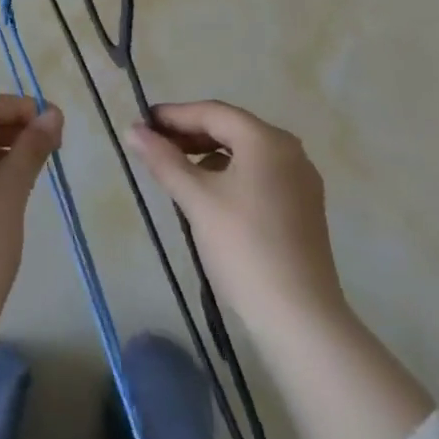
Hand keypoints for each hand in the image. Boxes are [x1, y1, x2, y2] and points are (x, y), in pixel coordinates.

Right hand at [131, 103, 434, 438]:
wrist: (306, 327)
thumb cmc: (248, 255)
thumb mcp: (197, 203)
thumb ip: (164, 161)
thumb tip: (132, 130)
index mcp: (266, 139)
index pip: (212, 111)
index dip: (175, 113)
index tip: (142, 119)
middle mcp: (288, 151)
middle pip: (229, 128)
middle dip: (189, 134)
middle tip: (153, 145)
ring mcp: (301, 182)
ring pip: (243, 153)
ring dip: (207, 157)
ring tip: (173, 173)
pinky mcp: (304, 211)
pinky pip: (256, 176)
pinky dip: (227, 177)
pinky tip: (207, 199)